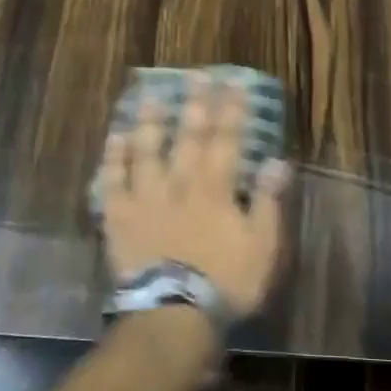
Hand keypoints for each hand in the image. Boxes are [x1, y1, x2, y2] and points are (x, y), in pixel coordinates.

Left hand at [98, 74, 292, 317]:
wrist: (173, 315)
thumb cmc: (225, 283)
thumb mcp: (262, 247)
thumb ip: (268, 202)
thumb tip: (278, 162)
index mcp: (215, 188)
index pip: (227, 139)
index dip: (232, 109)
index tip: (235, 83)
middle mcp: (179, 182)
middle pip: (187, 135)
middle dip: (194, 103)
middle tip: (195, 75)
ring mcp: (145, 197)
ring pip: (145, 150)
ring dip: (149, 121)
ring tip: (149, 95)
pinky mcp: (119, 217)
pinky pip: (113, 181)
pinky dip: (113, 159)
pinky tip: (114, 138)